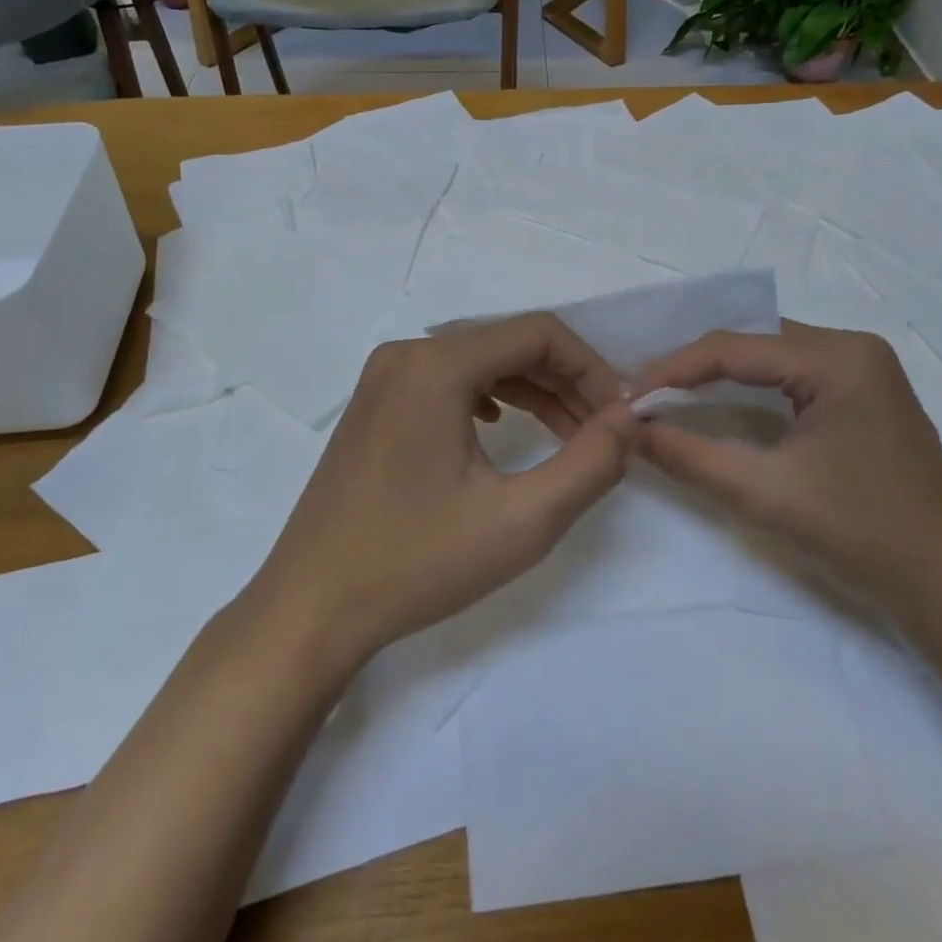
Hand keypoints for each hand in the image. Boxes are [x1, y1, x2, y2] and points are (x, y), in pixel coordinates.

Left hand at [253, 313, 635, 670]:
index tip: (620, 415)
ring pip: (478, 362)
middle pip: (507, 343)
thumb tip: (630, 419)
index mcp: (435, 365)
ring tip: (569, 436)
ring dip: (531, 391)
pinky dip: (490, 398)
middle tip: (602, 431)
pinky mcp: (374, 406)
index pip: (538, 333)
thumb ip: (590, 464)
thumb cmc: (416, 563)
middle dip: (564, 381)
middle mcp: (406, 355)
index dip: (591, 367)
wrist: (311, 608)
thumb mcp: (522, 520)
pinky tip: (502, 430)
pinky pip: (447, 382)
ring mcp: (383, 379)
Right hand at [629, 322, 941, 631]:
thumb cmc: (862, 534)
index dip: (672, 369)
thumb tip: (629, 431)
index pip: (733, 346)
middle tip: (644, 395)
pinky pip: (793, 376)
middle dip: (693, 366)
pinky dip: (751, 388)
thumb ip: (688, 455)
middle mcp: (853, 348)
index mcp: (837, 358)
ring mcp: (865, 371)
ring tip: (670, 397)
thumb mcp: (763, 492)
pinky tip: (722, 404)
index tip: (628, 398)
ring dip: (720, 375)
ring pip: (771, 356)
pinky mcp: (866, 397)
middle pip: (753, 342)